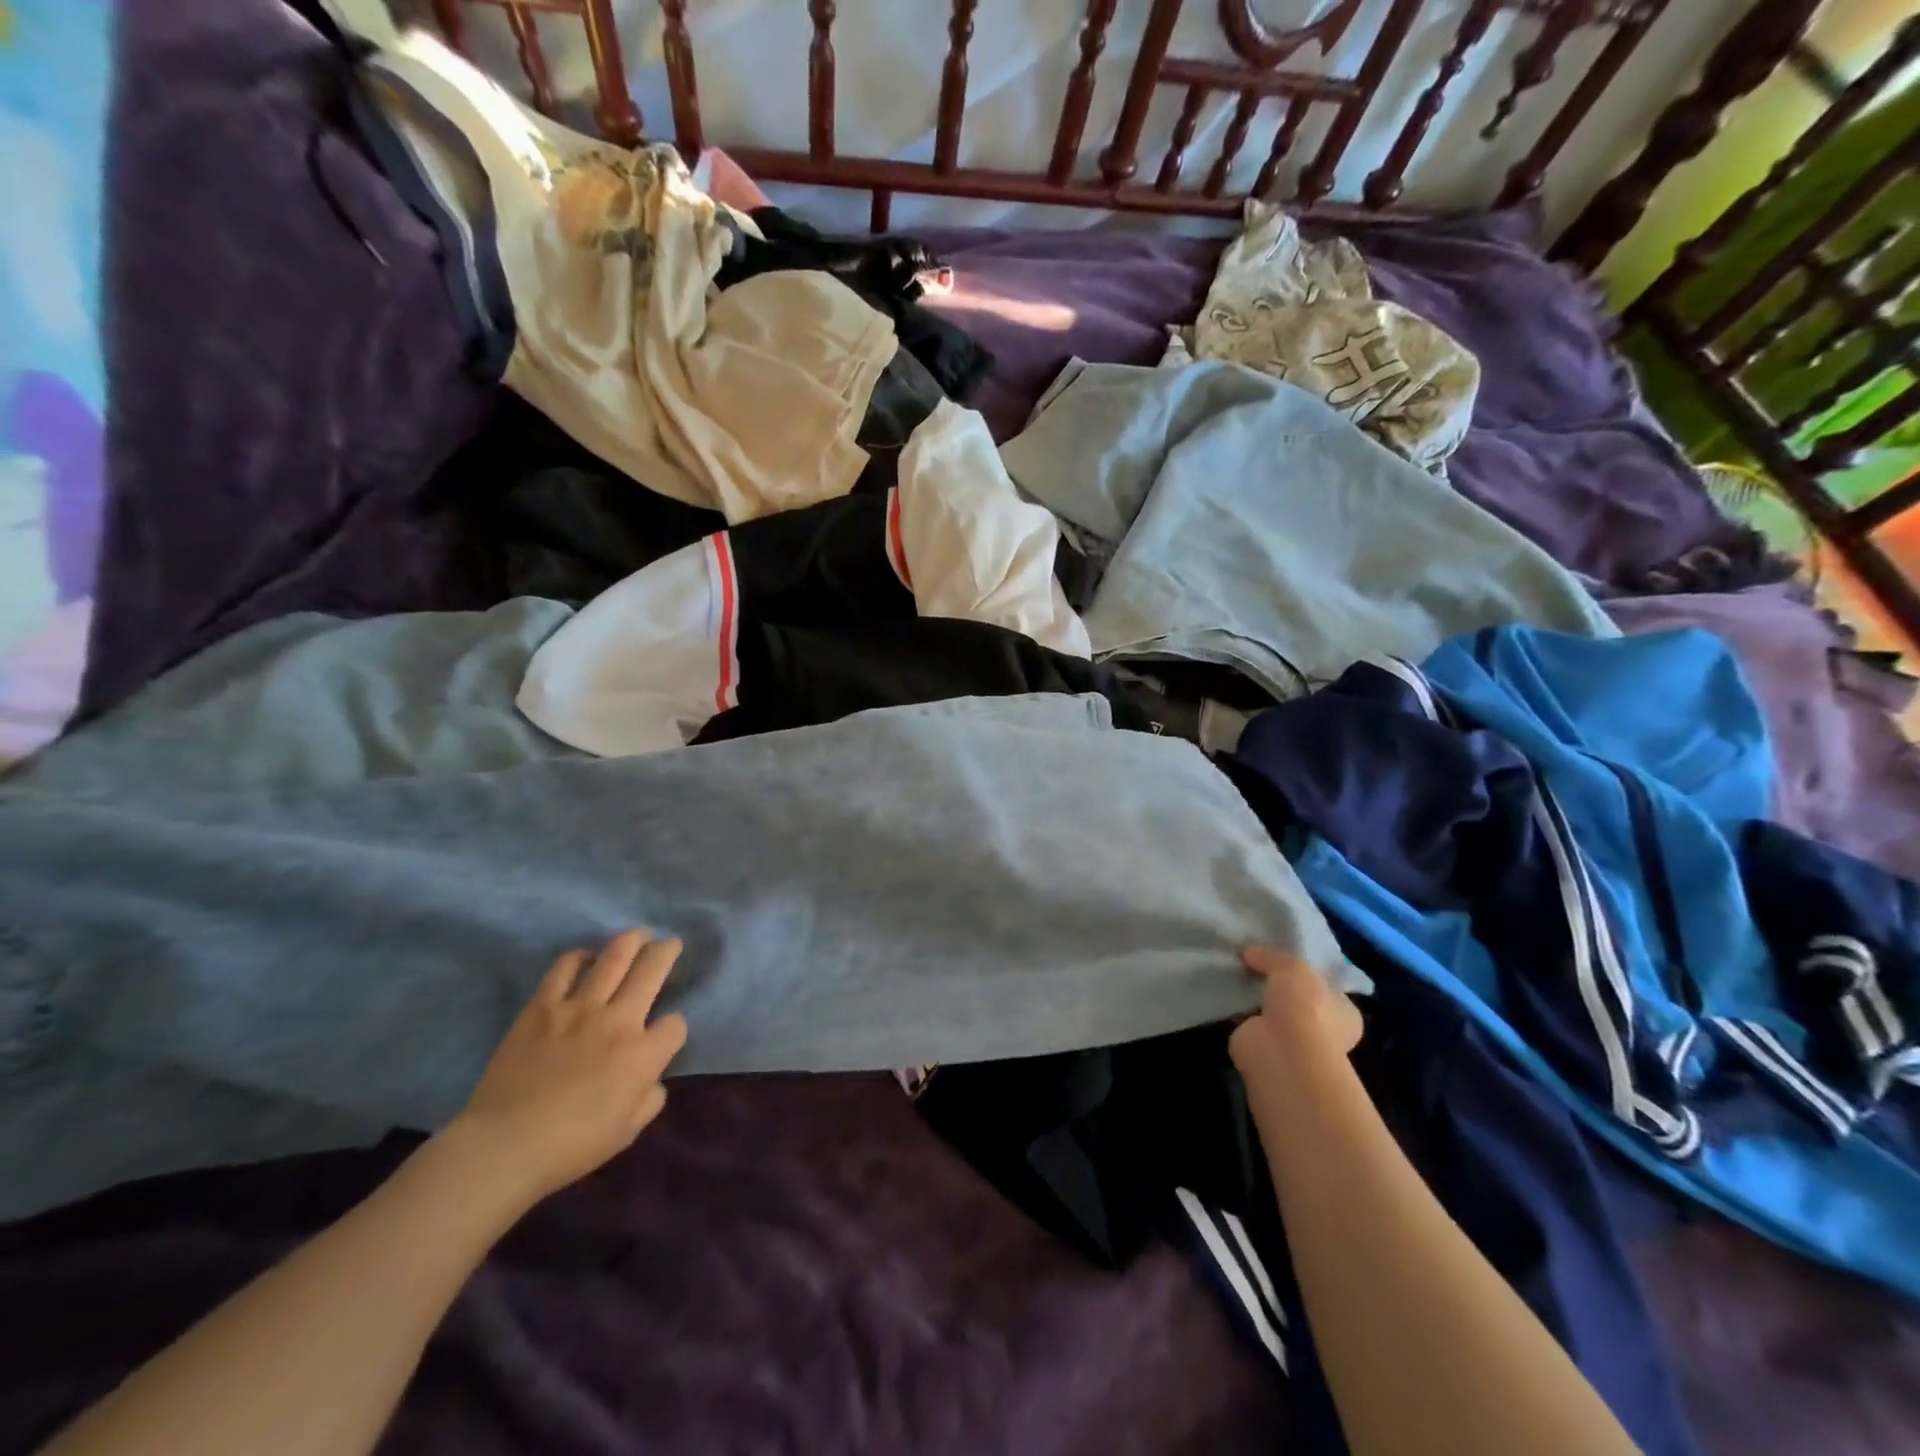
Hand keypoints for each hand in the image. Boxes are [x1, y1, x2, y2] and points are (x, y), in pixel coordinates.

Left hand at [451, 930, 688, 1205]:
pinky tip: (585, 958)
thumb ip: (650, 1098)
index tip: (665, 1035)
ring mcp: (578, 1008)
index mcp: (642, 1055)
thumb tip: (651, 1077)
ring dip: (632, 940)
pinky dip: (580, 957)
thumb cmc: (570, 1146)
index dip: (674, 1028)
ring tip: (638, 936)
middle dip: (667, 952)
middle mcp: (618, 1020)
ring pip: (614, 956)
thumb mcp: (627, 1132)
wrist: (502, 1147)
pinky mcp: (542, 1006)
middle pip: (652, 968)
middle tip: (670, 944)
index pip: (675, 1024)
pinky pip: (565, 968)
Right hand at [1229, 945, 1363, 1072]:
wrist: (1282, 1052)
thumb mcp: (1291, 966)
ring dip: (1255, 996)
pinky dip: (1237, 1009)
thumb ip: (1271, 956)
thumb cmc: (1305, 1007)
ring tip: (1234, 970)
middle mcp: (1322, 1028)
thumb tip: (1249, 951)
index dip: (1306, 971)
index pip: (1327, 987)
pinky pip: (1248, 1020)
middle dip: (1277, 984)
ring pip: (1271, 1010)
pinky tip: (1224, 990)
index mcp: (1343, 1011)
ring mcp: (1292, 1040)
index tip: (1283, 955)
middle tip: (1253, 960)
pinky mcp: (1263, 1046)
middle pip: (1297, 998)